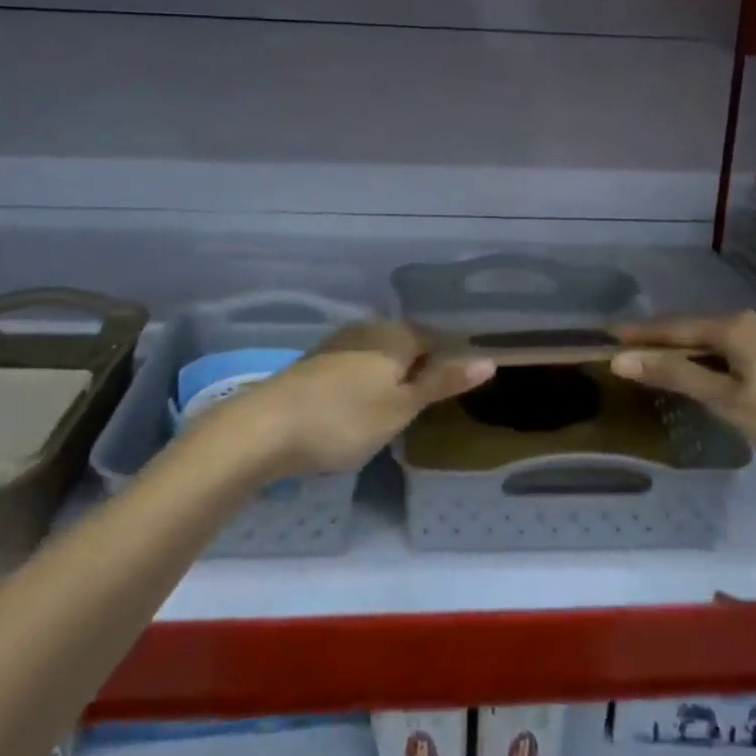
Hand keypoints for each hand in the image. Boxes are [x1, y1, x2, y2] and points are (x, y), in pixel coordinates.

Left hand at [212, 320, 493, 477]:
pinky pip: (354, 365)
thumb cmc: (345, 419)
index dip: (448, 362)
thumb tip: (488, 359)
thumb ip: (443, 382)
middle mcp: (368, 328)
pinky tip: (358, 406)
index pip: (435, 338)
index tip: (453, 390)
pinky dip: (364, 382)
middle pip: (406, 343)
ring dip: (390, 375)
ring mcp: (338, 343)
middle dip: (418, 367)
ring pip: (378, 354)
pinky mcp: (315, 362)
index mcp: (396, 334)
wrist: (266, 427)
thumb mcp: (402, 407)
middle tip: (426, 405)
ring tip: (395, 409)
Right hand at [611, 311, 755, 495]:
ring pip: (729, 343)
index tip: (611, 335)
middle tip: (637, 354)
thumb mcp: (730, 403)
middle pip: (703, 331)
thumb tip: (622, 359)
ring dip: (699, 354)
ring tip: (672, 366)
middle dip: (670, 342)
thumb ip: (676, 375)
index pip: (679, 326)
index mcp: (741, 326)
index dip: (643, 333)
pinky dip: (727, 364)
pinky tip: (723, 379)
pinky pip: (750, 353)